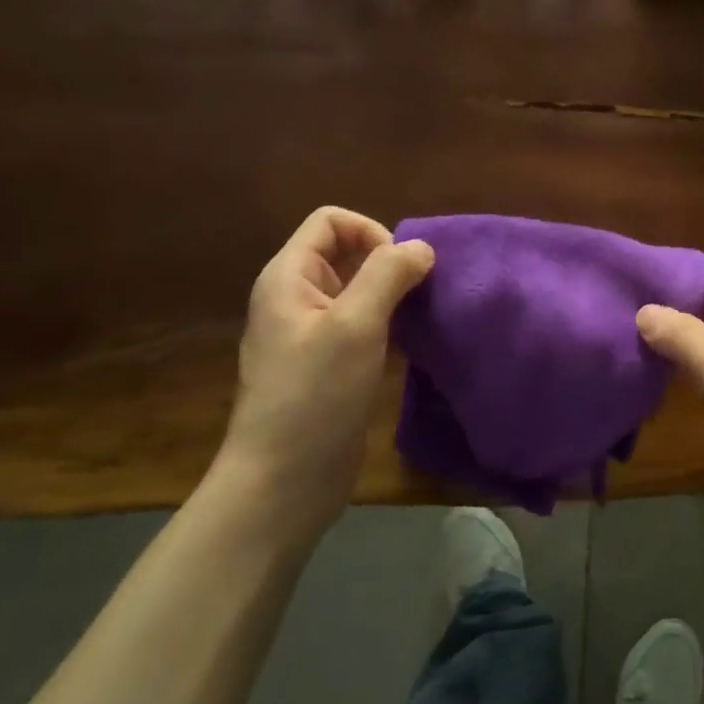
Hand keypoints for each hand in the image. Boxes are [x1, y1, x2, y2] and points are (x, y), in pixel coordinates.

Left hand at [217, 207, 433, 516]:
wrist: (282, 483)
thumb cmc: (314, 395)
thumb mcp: (355, 325)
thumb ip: (388, 275)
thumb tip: (421, 246)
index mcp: (289, 277)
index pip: (331, 221)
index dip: (371, 232)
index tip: (400, 270)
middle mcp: (296, 298)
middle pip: (346, 253)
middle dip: (387, 264)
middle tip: (418, 295)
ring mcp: (311, 335)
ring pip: (358, 292)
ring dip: (392, 297)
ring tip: (420, 319)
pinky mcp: (328, 366)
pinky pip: (361, 326)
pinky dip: (388, 326)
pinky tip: (409, 347)